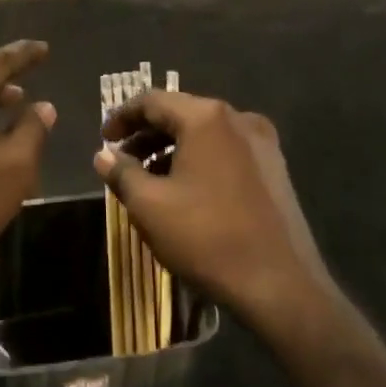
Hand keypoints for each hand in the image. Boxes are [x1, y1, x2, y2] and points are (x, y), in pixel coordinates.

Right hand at [96, 90, 334, 341]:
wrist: (282, 285)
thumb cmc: (207, 238)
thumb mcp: (150, 206)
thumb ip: (122, 173)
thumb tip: (104, 155)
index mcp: (206, 118)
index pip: (153, 101)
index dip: (122, 117)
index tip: (103, 139)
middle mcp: (238, 118)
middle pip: (181, 114)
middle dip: (146, 135)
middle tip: (120, 159)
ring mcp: (262, 143)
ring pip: (204, 134)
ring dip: (172, 149)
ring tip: (148, 178)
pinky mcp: (276, 169)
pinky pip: (226, 152)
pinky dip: (199, 161)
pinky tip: (185, 190)